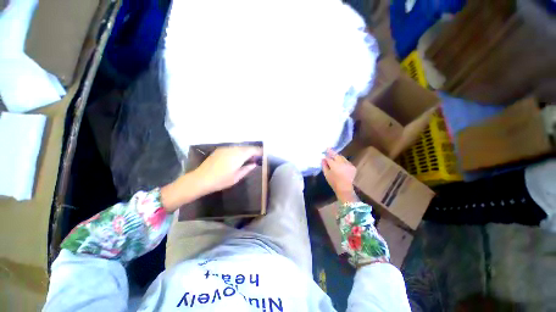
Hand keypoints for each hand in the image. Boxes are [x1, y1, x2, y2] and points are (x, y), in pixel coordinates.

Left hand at [193, 146, 262, 194]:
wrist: (200, 179)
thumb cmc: (220, 180)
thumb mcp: (236, 177)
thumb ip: (247, 169)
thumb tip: (254, 164)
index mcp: (238, 155)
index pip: (252, 150)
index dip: (259, 151)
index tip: (263, 155)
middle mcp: (233, 149)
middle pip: (246, 147)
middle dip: (252, 151)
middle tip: (256, 158)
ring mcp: (225, 148)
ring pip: (239, 147)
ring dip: (245, 151)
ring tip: (248, 158)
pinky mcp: (220, 150)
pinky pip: (233, 148)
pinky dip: (238, 151)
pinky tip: (237, 157)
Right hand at [321, 148, 356, 202]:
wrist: (345, 188)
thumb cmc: (333, 182)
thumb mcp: (326, 174)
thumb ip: (324, 165)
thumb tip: (323, 159)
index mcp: (334, 165)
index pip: (329, 158)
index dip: (326, 155)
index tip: (324, 151)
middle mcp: (342, 163)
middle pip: (336, 155)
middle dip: (332, 152)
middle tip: (328, 149)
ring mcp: (348, 164)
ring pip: (342, 157)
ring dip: (338, 156)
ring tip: (334, 155)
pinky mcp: (353, 167)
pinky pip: (346, 161)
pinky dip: (343, 161)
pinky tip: (341, 163)